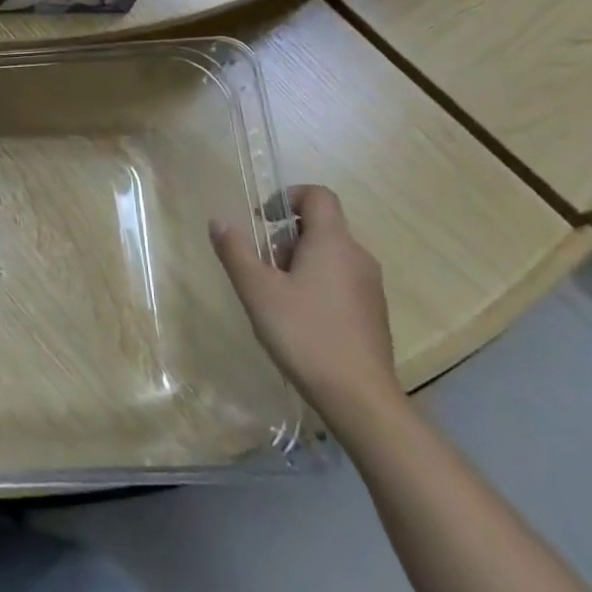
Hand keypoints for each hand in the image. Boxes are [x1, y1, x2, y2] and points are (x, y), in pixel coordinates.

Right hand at [210, 185, 398, 429]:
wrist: (359, 396)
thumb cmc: (304, 333)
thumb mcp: (257, 290)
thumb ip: (236, 251)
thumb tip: (218, 221)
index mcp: (332, 242)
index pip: (318, 195)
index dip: (288, 197)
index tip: (262, 220)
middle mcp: (357, 255)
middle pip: (321, 225)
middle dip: (286, 237)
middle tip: (263, 267)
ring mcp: (370, 285)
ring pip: (331, 254)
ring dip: (300, 261)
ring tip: (277, 295)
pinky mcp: (373, 311)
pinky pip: (341, 279)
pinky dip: (317, 283)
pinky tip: (299, 317)